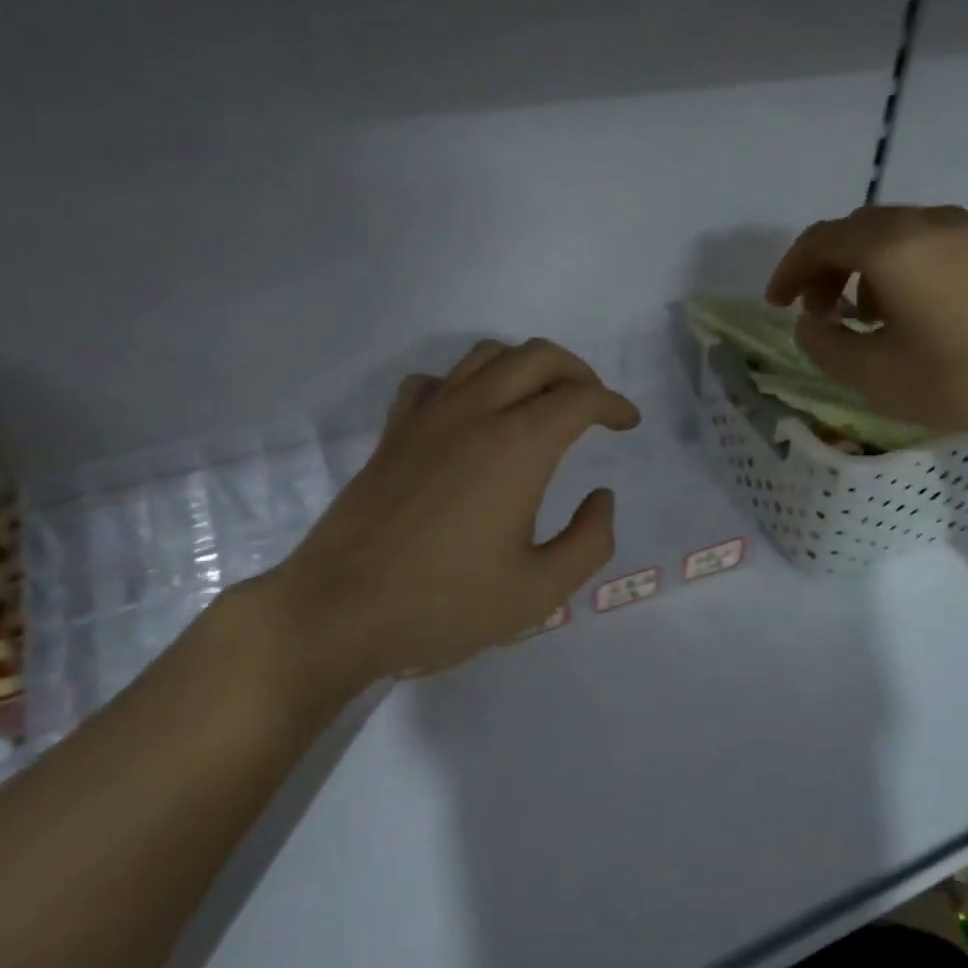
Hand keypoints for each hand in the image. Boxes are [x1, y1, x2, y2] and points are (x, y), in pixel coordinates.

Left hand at [242, 339, 639, 704]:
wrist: (338, 611)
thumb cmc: (444, 605)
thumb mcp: (539, 591)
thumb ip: (590, 541)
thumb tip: (602, 497)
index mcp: (518, 446)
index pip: (580, 398)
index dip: (614, 404)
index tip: (628, 422)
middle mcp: (476, 412)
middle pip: (538, 357)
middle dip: (578, 372)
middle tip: (594, 404)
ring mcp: (428, 416)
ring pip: (487, 356)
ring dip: (526, 367)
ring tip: (541, 401)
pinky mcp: (394, 431)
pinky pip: (437, 381)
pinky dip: (467, 383)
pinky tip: (472, 415)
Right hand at [764, 205, 967, 436]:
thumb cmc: (965, 376)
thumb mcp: (876, 376)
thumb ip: (826, 346)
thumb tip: (808, 323)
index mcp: (890, 247)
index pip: (819, 241)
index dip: (787, 271)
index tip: (776, 306)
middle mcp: (922, 222)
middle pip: (852, 230)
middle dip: (821, 268)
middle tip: (815, 313)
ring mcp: (960, 229)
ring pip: (886, 234)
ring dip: (857, 267)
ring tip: (859, 317)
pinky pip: (919, 241)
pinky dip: (891, 266)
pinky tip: (904, 310)